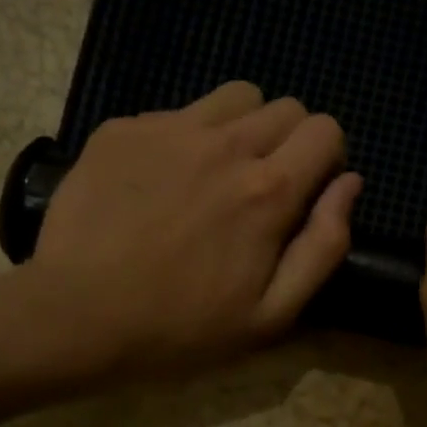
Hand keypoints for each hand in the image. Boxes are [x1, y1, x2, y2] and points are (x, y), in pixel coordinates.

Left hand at [29, 81, 360, 374]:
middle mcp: (225, 145)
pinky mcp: (123, 129)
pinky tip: (160, 183)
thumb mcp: (272, 315)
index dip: (326, 159)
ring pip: (234, 97)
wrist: (76, 317)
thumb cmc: (181, 329)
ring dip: (242, 127)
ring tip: (216, 174)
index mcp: (269, 191)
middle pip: (285, 107)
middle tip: (261, 190)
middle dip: (289, 142)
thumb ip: (323, 246)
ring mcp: (169, 129)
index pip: (326, 130)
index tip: (306, 192)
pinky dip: (184, 138)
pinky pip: (176, 113)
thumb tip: (350, 185)